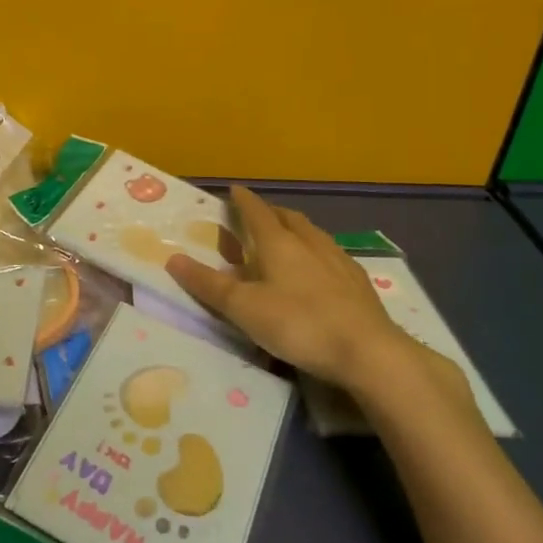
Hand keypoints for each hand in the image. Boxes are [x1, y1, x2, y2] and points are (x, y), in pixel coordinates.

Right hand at [167, 185, 420, 395]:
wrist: (369, 352)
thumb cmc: (299, 324)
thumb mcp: (244, 308)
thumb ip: (208, 284)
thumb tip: (172, 258)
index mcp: (279, 244)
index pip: (257, 212)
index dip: (243, 201)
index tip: (234, 190)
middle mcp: (310, 243)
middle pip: (288, 218)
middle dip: (271, 212)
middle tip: (258, 215)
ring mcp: (339, 261)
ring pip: (314, 234)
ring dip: (296, 230)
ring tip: (287, 238)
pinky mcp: (359, 283)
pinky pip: (332, 255)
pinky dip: (317, 253)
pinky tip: (320, 270)